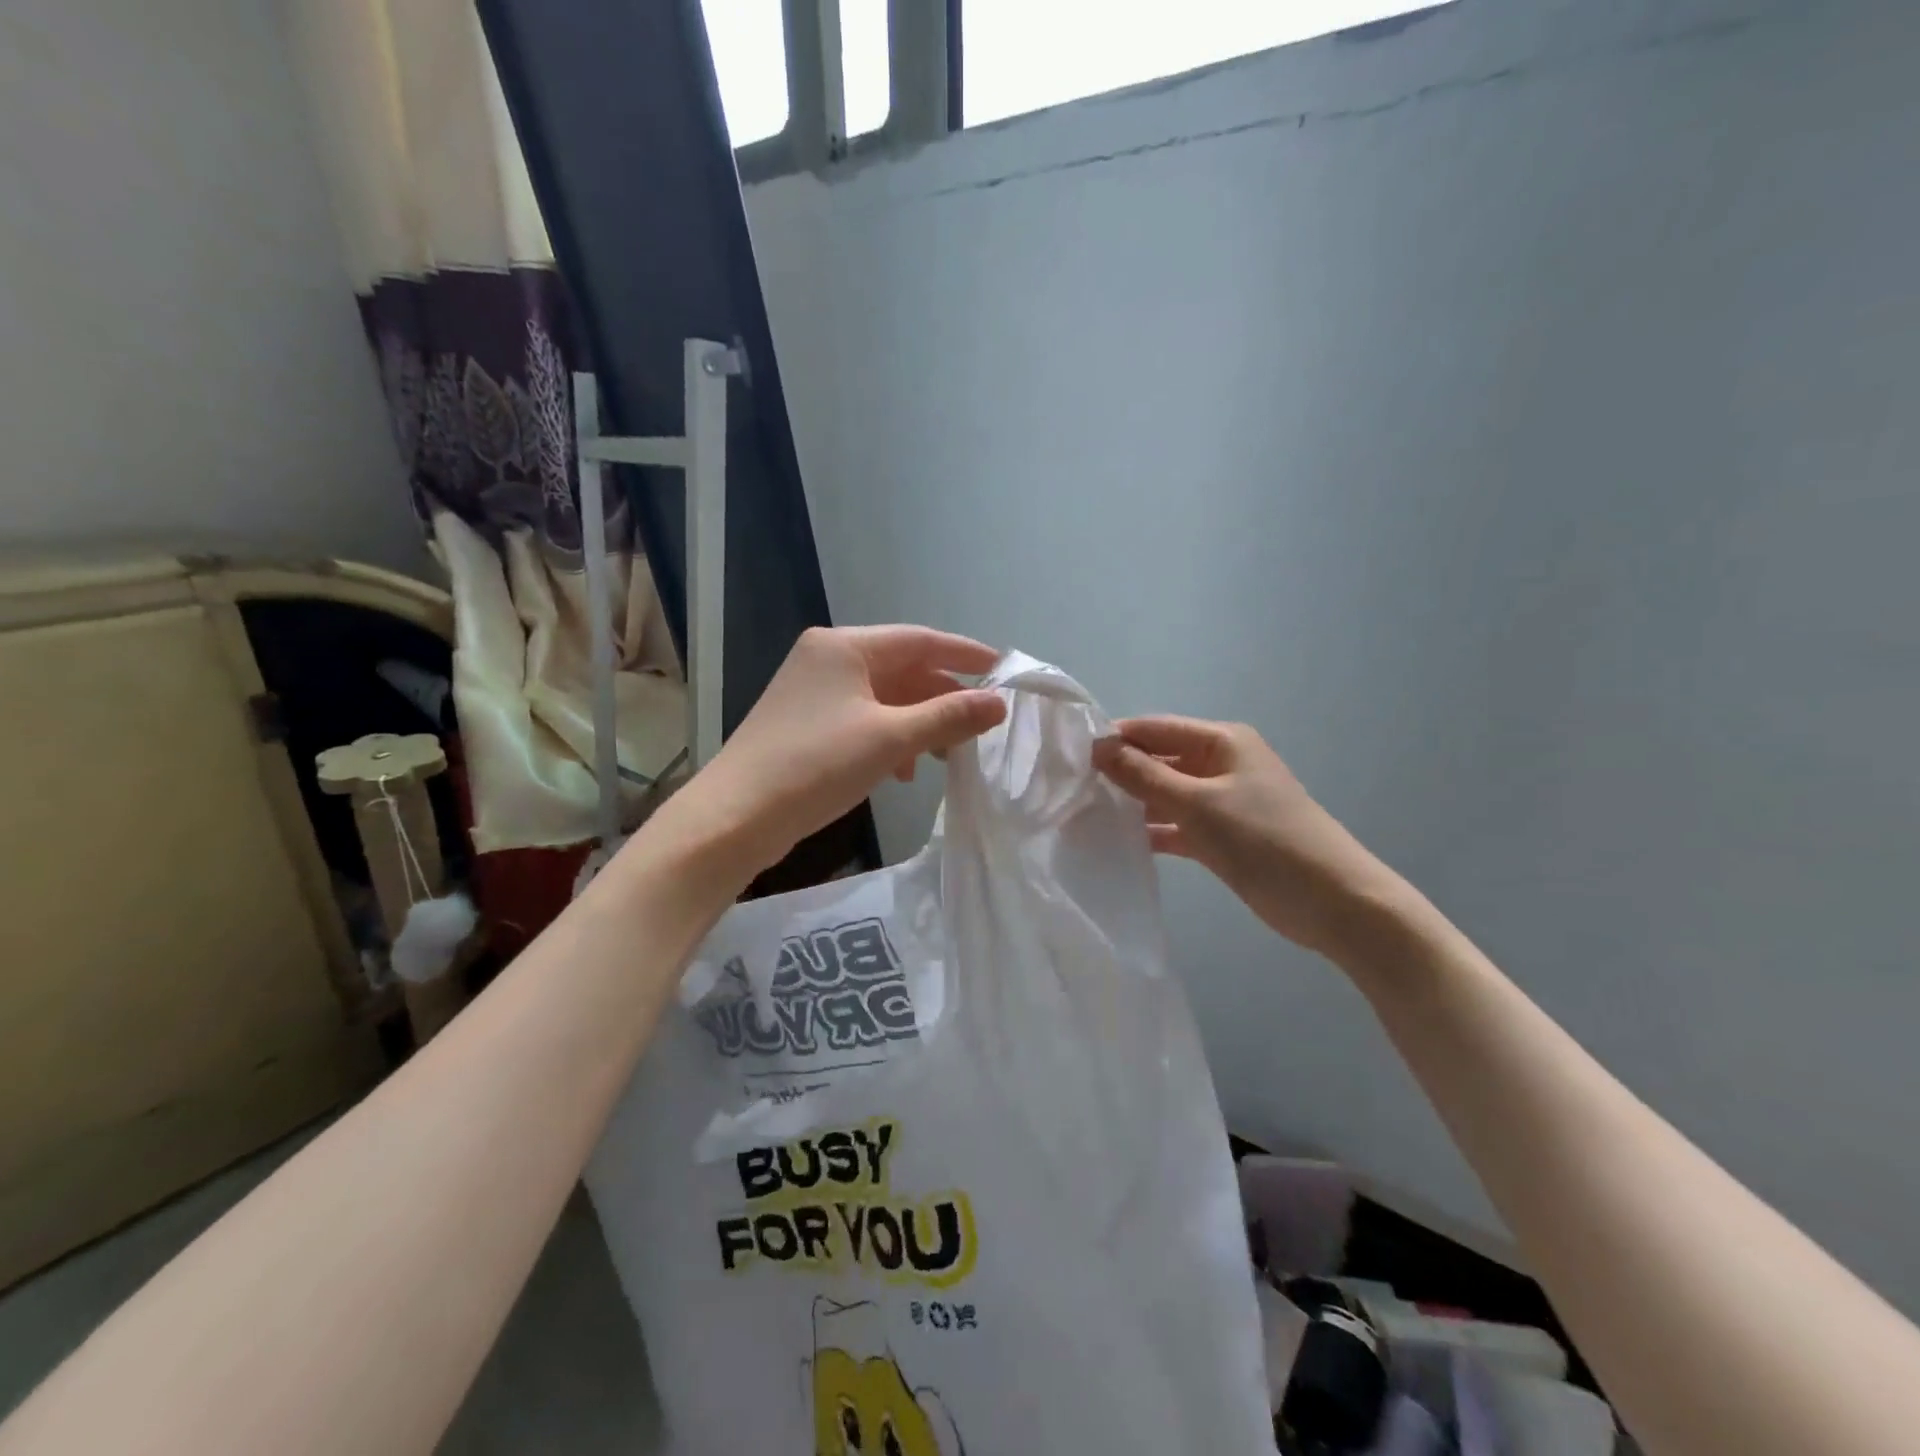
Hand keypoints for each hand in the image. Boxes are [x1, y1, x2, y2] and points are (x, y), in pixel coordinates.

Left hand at [667, 626, 1006, 879]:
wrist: (736, 816)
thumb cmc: (817, 765)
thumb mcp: (891, 739)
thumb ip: (948, 717)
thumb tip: (998, 703)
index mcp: (845, 646)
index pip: (920, 639)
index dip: (966, 655)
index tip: (1004, 670)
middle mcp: (827, 658)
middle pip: (903, 669)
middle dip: (942, 698)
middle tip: (980, 726)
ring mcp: (813, 691)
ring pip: (884, 698)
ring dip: (919, 722)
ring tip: (947, 755)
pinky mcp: (806, 723)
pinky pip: (863, 719)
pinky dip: (890, 738)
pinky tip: (903, 770)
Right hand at [1093, 717, 1401, 957]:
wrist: (1333, 901)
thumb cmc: (1264, 839)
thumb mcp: (1198, 803)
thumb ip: (1144, 775)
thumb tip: (1098, 746)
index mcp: (1221, 741)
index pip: (1155, 728)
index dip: (1115, 738)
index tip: (1071, 756)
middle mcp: (1221, 764)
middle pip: (1159, 759)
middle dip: (1121, 772)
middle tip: (1072, 789)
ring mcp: (1223, 801)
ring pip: (1166, 793)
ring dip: (1133, 803)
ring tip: (1085, 815)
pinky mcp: (1223, 836)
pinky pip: (1178, 824)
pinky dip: (1153, 830)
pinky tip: (1118, 842)